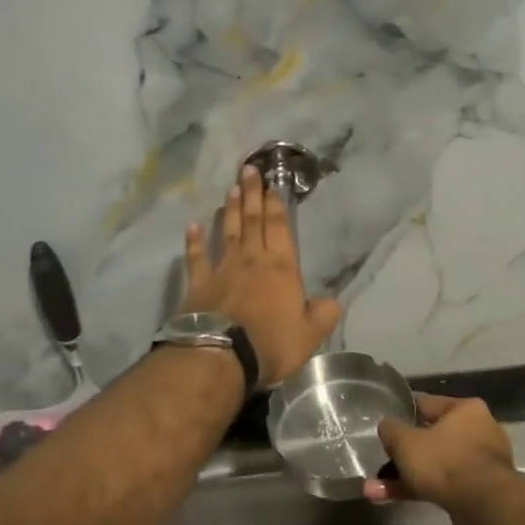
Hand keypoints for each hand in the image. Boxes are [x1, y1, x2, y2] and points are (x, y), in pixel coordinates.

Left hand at [181, 165, 340, 386]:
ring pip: (227, 232)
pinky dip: (194, 241)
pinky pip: (196, 257)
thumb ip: (324, 314)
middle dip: (252, 194)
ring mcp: (222, 270)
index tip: (272, 183)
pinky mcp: (198, 285)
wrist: (221, 355)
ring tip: (230, 190)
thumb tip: (331, 302)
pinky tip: (192, 226)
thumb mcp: (311, 334)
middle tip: (248, 169)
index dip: (276, 204)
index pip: (279, 228)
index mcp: (281, 268)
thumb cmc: (271, 344)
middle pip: (252, 221)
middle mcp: (252, 261)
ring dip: (230, 210)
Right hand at [369, 393, 516, 512]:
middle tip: (381, 460)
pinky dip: (420, 489)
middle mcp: (479, 430)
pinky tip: (391, 499)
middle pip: (431, 437)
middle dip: (403, 453)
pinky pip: (443, 484)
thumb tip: (387, 426)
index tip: (386, 419)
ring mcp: (481, 462)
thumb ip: (391, 429)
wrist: (485, 507)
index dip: (403, 410)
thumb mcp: (406, 442)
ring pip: (435, 464)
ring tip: (375, 489)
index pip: (427, 403)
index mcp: (466, 409)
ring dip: (405, 476)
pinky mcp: (480, 490)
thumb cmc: (445, 462)